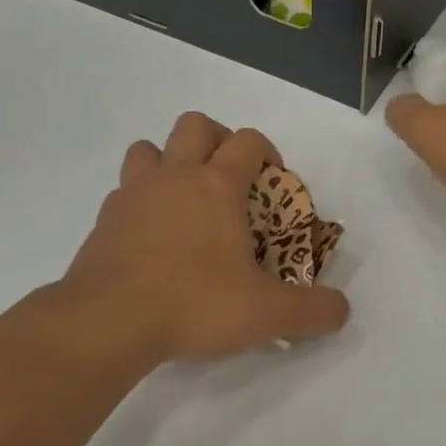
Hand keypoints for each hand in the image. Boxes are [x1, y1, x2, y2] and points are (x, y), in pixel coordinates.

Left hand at [63, 112, 349, 361]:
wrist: (110, 321)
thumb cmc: (196, 304)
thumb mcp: (268, 314)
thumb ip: (314, 310)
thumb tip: (341, 310)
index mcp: (217, 186)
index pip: (248, 141)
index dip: (267, 152)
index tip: (275, 180)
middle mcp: (173, 177)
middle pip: (195, 125)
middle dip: (217, 139)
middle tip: (229, 177)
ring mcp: (132, 195)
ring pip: (148, 149)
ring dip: (168, 161)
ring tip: (183, 199)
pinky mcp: (103, 221)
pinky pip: (123, 192)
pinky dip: (139, 201)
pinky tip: (150, 236)